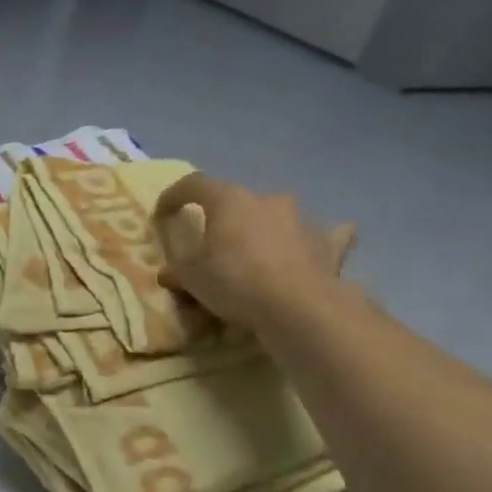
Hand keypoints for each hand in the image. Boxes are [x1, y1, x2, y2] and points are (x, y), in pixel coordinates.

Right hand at [153, 174, 356, 334]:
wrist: (298, 306)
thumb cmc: (234, 282)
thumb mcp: (190, 278)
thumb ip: (177, 269)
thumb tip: (168, 272)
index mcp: (228, 200)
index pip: (193, 184)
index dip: (173, 196)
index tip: (162, 215)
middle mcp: (266, 199)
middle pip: (237, 201)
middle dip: (223, 219)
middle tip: (212, 245)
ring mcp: (302, 218)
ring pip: (276, 215)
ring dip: (264, 228)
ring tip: (256, 254)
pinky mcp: (328, 242)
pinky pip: (322, 235)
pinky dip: (313, 240)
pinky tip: (311, 251)